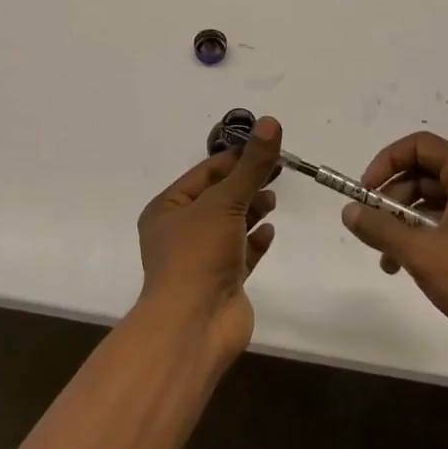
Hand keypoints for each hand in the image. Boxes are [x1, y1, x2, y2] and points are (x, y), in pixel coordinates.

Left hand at [135, 116, 280, 361]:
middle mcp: (181, 231)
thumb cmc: (198, 255)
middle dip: (247, 183)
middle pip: (220, 197)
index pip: (206, 172)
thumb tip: (272, 122)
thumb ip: (252, 165)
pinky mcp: (222, 282)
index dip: (237, 158)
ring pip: (231, 224)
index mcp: (168, 209)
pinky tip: (270, 232)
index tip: (269, 147)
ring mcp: (202, 258)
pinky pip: (242, 253)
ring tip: (272, 200)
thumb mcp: (225, 201)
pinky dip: (255, 241)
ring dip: (251, 210)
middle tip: (279, 170)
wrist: (193, 326)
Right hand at [342, 131, 447, 375]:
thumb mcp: (422, 253)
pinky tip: (405, 268)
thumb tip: (348, 211)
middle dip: (392, 198)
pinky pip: (446, 226)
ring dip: (403, 223)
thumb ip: (381, 229)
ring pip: (433, 203)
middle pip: (425, 174)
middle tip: (371, 226)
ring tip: (385, 259)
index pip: (420, 145)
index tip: (366, 192)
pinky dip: (422, 239)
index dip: (387, 162)